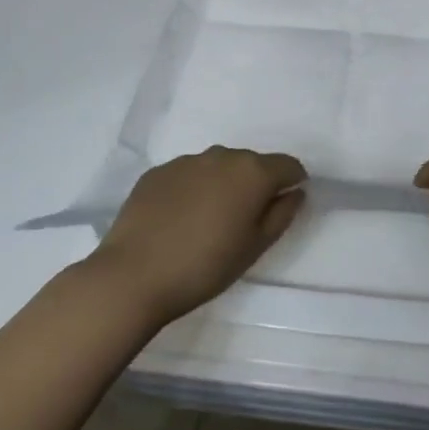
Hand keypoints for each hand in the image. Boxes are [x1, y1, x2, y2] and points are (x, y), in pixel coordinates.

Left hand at [91, 147, 306, 324]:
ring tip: (209, 221)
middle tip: (244, 221)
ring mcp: (187, 160)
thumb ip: (282, 214)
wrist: (133, 275)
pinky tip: (180, 220)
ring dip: (223, 185)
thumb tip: (295, 192)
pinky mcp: (158, 172)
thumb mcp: (255, 247)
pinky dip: (193, 190)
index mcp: (252, 172)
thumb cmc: (205, 266)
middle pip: (252, 164)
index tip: (284, 206)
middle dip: (255, 185)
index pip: (288, 165)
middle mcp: (222, 155)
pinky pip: (188, 175)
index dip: (292, 183)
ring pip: (218, 167)